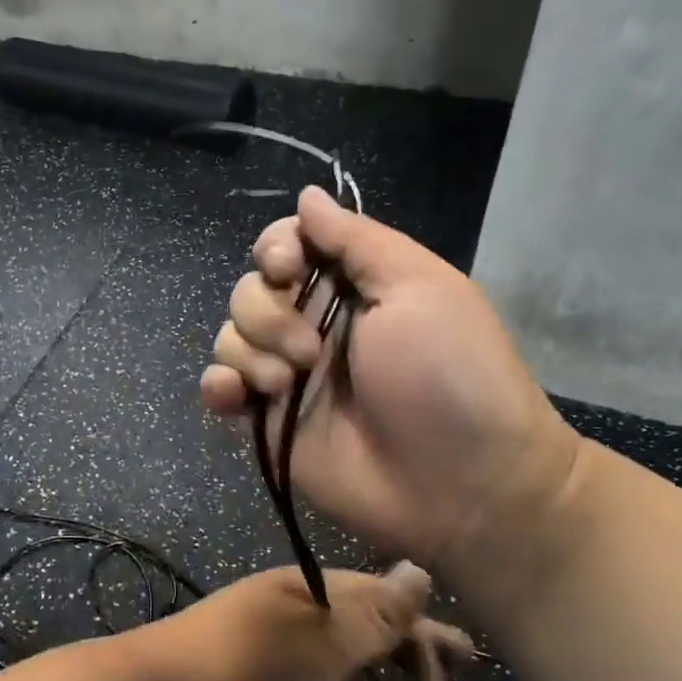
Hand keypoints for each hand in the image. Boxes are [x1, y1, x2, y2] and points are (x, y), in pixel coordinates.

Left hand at [111, 563, 475, 680]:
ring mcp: (268, 631)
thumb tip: (420, 569)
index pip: (387, 598)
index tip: (467, 674)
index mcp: (311, 586)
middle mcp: (292, 599)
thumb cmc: (243, 674)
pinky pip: (314, 662)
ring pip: (340, 639)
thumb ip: (372, 616)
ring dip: (378, 661)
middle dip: (409, 647)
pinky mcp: (250, 665)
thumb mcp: (320, 648)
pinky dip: (343, 676)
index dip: (428, 632)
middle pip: (366, 614)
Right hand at [199, 187, 581, 613]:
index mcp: (352, 286)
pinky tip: (236, 396)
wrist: (463, 485)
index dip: (275, 248)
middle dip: (269, 313)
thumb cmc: (450, 375)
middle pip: (251, 288)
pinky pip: (221, 387)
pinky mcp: (269, 422)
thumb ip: (356, 240)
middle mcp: (314, 323)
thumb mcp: (419, 287)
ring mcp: (289, 375)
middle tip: (313, 351)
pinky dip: (218, 385)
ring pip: (231, 335)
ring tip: (292, 386)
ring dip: (254, 352)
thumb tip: (307, 195)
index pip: (287, 244)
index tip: (286, 268)